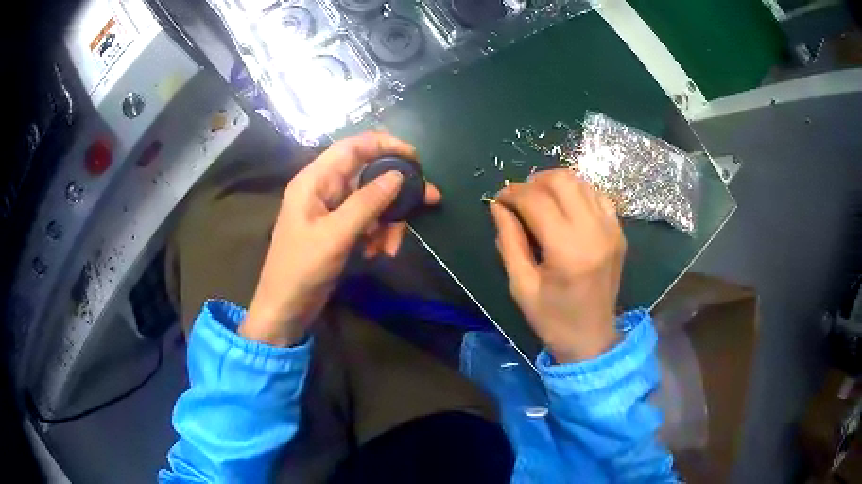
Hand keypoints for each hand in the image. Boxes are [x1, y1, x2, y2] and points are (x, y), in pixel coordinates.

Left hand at [240, 132, 440, 346]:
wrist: (286, 307)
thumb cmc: (302, 268)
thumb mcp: (336, 235)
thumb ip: (367, 202)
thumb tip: (398, 176)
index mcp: (315, 180)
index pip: (353, 147)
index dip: (385, 145)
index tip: (415, 157)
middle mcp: (324, 188)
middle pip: (368, 174)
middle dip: (397, 190)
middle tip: (429, 200)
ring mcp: (331, 209)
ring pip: (372, 200)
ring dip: (388, 221)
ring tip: (391, 247)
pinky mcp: (338, 228)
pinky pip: (367, 220)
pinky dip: (378, 234)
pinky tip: (378, 253)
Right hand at [490, 169, 624, 362]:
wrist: (592, 338)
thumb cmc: (552, 319)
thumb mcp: (520, 285)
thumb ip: (509, 241)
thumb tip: (498, 206)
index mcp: (567, 251)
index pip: (536, 201)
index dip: (512, 194)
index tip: (499, 200)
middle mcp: (594, 232)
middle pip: (561, 180)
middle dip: (533, 182)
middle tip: (519, 198)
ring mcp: (611, 229)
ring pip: (580, 182)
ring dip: (555, 184)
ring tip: (539, 200)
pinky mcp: (619, 232)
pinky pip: (597, 195)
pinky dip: (577, 193)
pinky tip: (565, 208)